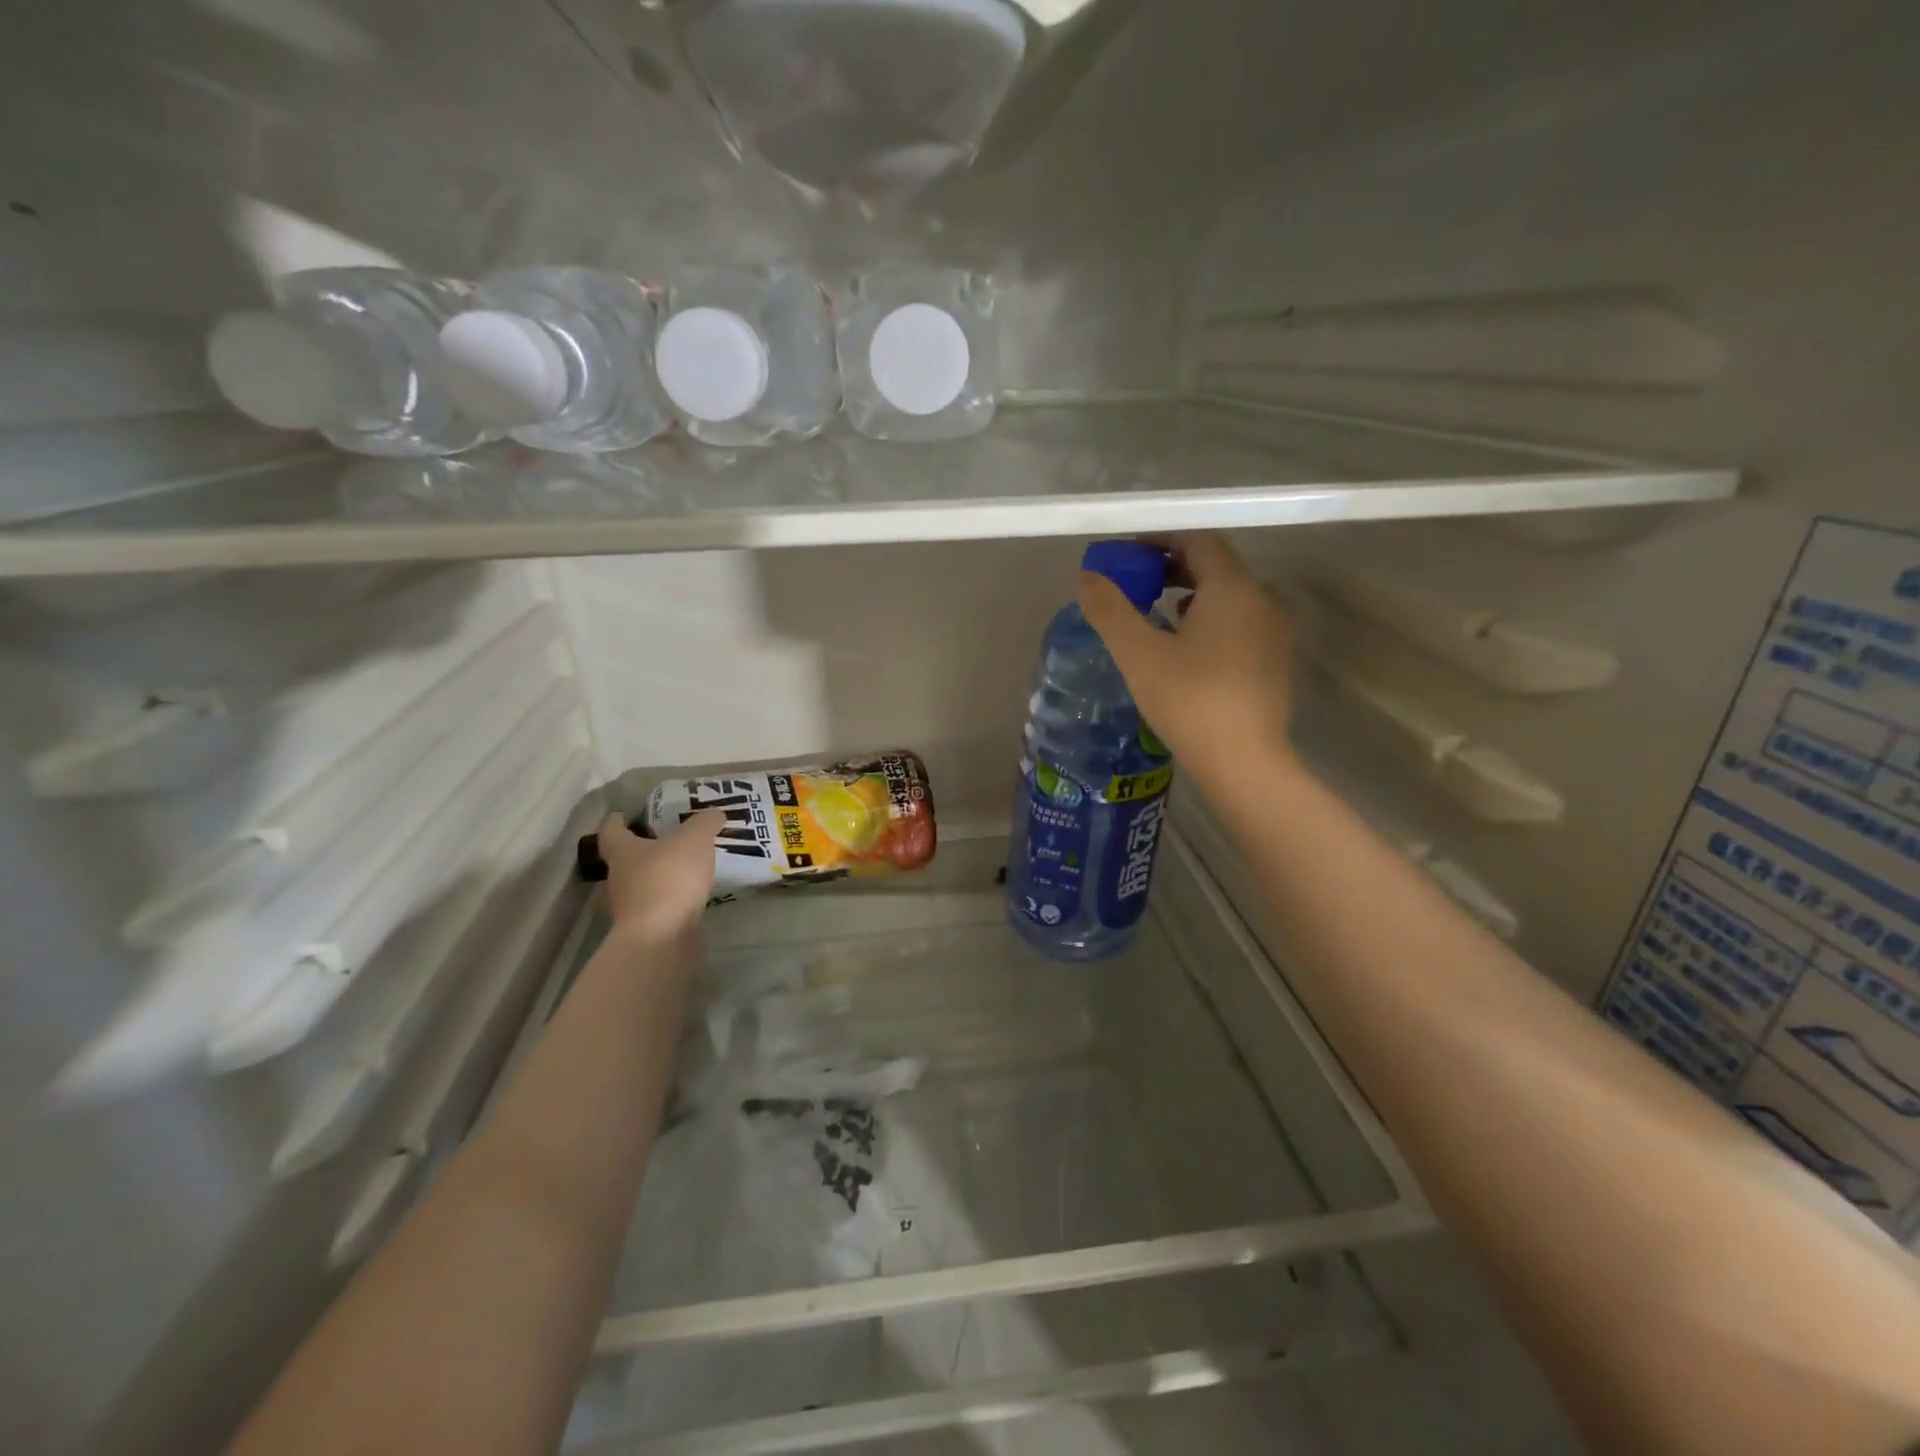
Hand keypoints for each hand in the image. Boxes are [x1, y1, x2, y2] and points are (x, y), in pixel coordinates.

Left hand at [596, 809, 723, 944]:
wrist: (662, 937)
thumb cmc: (669, 878)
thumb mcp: (694, 839)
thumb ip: (704, 823)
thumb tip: (714, 813)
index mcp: (623, 852)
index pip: (611, 831)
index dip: (616, 821)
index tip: (623, 815)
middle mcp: (619, 879)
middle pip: (624, 860)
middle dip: (641, 850)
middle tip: (665, 840)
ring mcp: (629, 908)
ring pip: (639, 885)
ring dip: (656, 877)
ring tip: (684, 869)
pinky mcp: (645, 929)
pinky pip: (656, 907)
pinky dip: (669, 900)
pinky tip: (689, 896)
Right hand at [1078, 532, 1297, 790]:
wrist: (1244, 762)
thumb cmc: (1189, 700)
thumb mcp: (1138, 653)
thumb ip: (1110, 609)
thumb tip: (1086, 576)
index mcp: (1233, 588)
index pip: (1198, 541)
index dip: (1161, 541)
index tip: (1128, 556)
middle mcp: (1263, 599)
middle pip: (1216, 566)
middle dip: (1173, 568)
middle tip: (1136, 584)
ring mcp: (1275, 632)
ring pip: (1230, 596)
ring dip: (1191, 594)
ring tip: (1155, 614)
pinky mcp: (1275, 661)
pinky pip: (1240, 622)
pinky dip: (1210, 620)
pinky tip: (1185, 648)